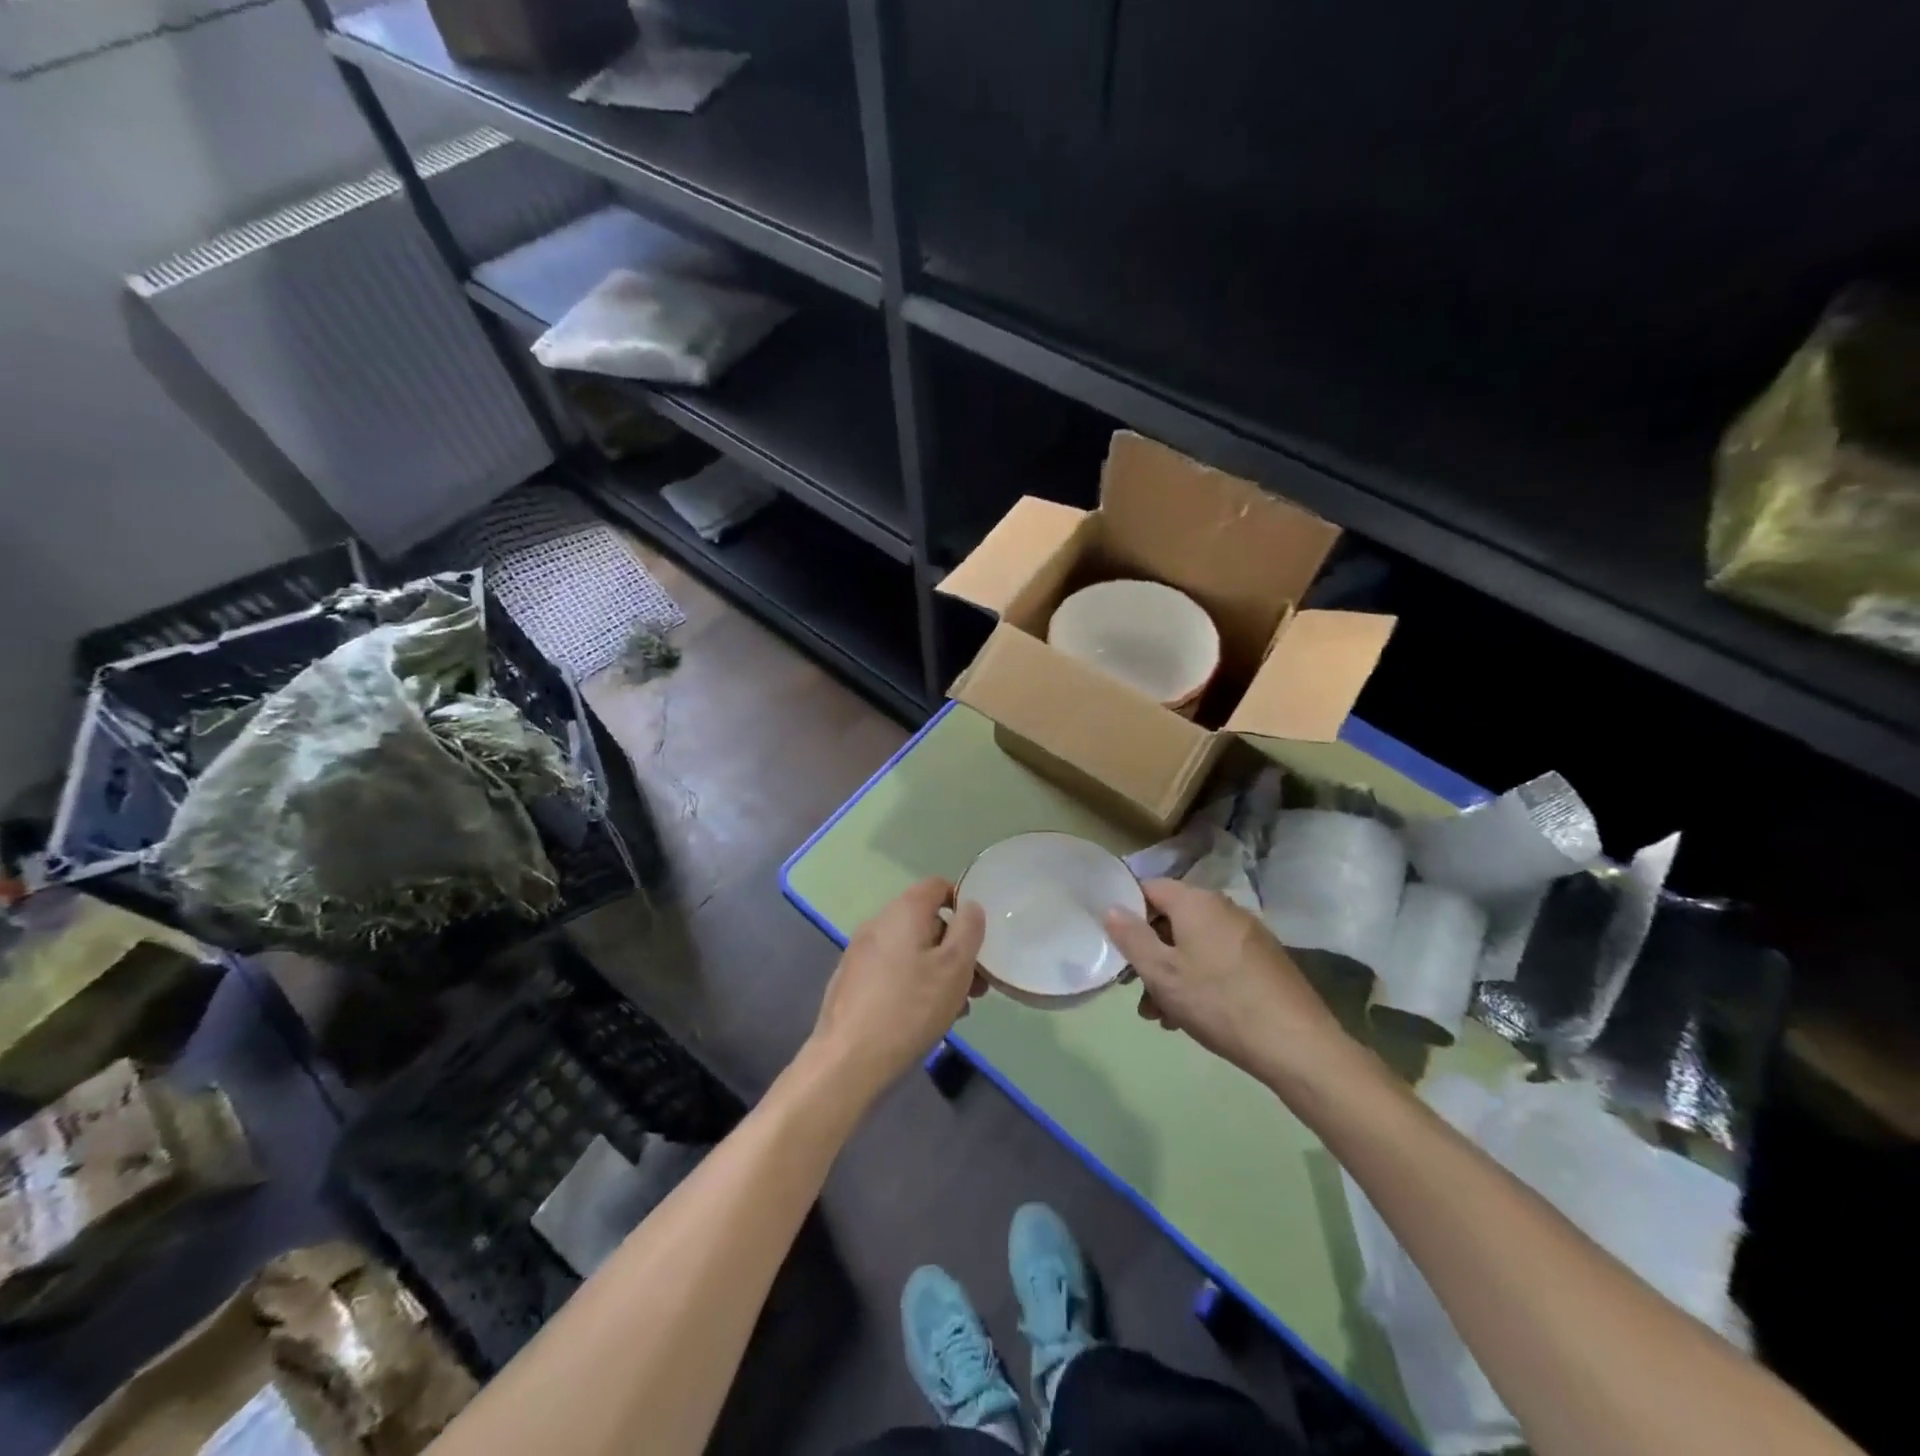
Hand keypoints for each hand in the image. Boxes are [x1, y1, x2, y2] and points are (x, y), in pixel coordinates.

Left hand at [808, 878, 986, 1100]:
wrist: (849, 1059)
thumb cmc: (910, 1007)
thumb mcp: (955, 968)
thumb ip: (969, 930)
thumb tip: (970, 906)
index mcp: (903, 911)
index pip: (937, 885)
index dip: (962, 903)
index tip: (979, 936)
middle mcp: (878, 922)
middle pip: (925, 921)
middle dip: (954, 948)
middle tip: (976, 984)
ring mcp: (860, 952)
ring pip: (910, 950)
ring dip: (936, 970)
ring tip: (956, 1007)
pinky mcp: (851, 980)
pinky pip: (892, 970)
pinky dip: (913, 983)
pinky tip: (924, 1017)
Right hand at [1104, 878, 1346, 1085]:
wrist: (1296, 1044)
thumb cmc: (1218, 1001)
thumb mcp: (1162, 973)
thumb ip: (1131, 937)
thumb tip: (1112, 907)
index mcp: (1196, 902)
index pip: (1149, 888)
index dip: (1128, 912)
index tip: (1118, 945)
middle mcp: (1224, 908)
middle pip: (1173, 920)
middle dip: (1151, 954)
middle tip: (1138, 993)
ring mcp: (1249, 933)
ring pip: (1195, 945)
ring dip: (1173, 974)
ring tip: (1163, 1016)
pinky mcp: (1265, 959)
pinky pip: (1219, 959)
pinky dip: (1200, 979)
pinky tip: (1194, 1016)